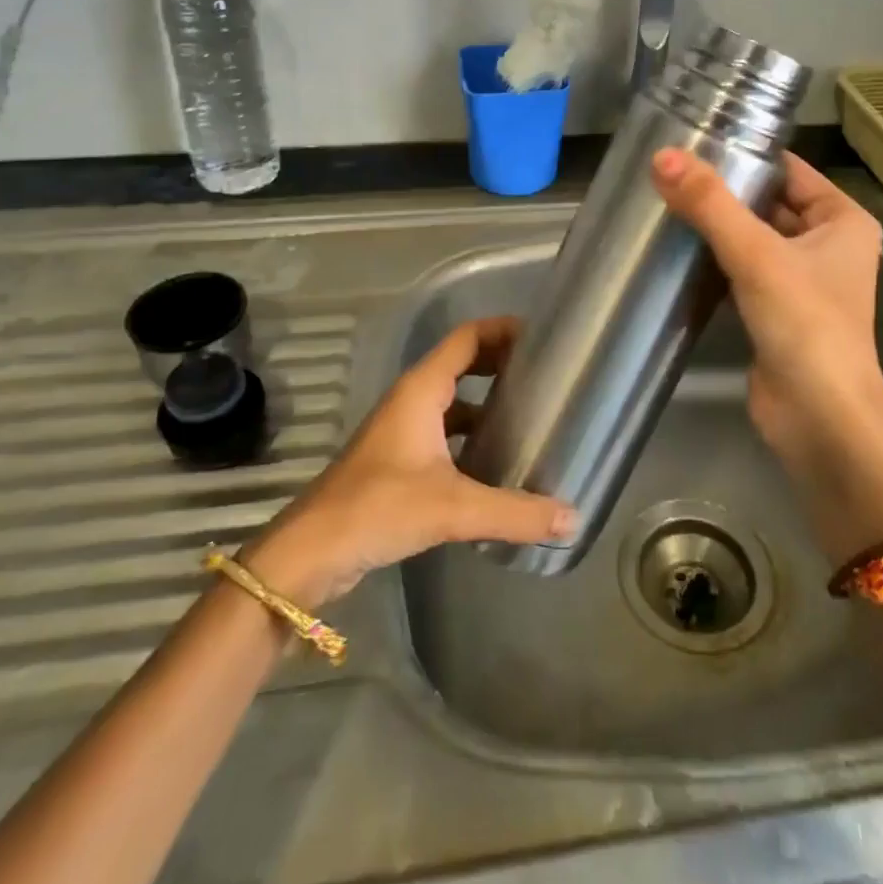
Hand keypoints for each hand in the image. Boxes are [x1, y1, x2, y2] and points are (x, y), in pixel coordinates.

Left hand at [241, 318, 575, 605]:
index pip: (467, 337)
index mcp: (421, 390)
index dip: (503, 329)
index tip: (543, 337)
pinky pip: (445, 432)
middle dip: (502, 363)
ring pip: (454, 401)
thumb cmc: (377, 509)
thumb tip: (573, 517)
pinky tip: (498, 462)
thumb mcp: (452, 508)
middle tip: (547, 376)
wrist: (309, 554)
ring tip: (532, 416)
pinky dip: (473, 435)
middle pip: (463, 363)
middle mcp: (412, 400)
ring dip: (488, 401)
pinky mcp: (399, 462)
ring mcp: (403, 431)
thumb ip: (515, 512)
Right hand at [652, 149, 882, 552]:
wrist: (821, 420)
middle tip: (668, 173)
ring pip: (753, 239)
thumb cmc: (804, 324)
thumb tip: (662, 157)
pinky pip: (742, 272)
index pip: (789, 170)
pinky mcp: (776, 313)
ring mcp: (802, 281)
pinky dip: (715, 262)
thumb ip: (709, 204)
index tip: (694, 141)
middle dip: (724, 192)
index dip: (746, 154)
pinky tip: (677, 251)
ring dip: (716, 228)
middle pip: (768, 203)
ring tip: (663, 203)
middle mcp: (827, 245)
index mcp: (842, 220)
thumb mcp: (756, 254)